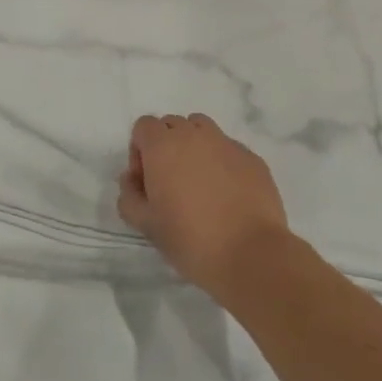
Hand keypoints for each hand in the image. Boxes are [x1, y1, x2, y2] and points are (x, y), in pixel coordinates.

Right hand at [119, 113, 290, 299]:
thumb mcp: (145, 224)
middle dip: (166, 146)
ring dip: (195, 146)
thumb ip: (129, 196)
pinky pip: (229, 148)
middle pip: (172, 124)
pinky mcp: (252, 158)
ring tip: (200, 182)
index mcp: (163, 146)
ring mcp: (227, 143)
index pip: (144, 126)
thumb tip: (132, 179)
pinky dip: (222, 161)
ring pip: (202, 130)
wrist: (250, 255)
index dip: (140, 151)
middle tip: (171, 183)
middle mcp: (194, 135)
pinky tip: (228, 194)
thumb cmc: (190, 239)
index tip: (147, 182)